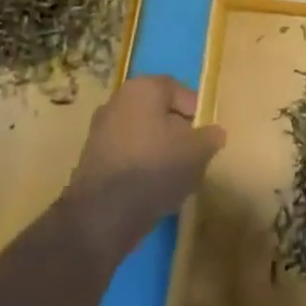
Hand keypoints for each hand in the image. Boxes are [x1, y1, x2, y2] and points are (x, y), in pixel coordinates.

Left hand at [64, 76, 225, 255]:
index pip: (178, 90)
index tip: (207, 135)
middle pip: (158, 112)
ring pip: (143, 135)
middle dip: (178, 131)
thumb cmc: (155, 168)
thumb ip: (211, 137)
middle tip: (195, 154)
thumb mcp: (198, 151)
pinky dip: (142, 166)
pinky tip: (154, 188)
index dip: (197, 111)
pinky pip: (127, 155)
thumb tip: (213, 133)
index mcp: (142, 89)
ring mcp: (100, 132)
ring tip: (177, 176)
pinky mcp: (92, 161)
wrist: (103, 216)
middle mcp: (117, 102)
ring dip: (160, 150)